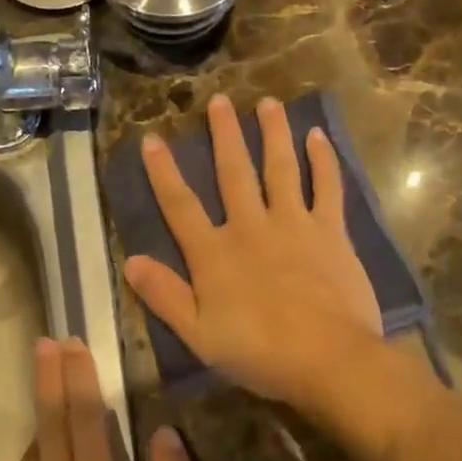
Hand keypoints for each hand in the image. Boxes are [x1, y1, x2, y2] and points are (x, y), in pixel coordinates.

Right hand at [122, 95, 382, 410]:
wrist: (328, 360)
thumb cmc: (259, 353)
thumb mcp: (198, 335)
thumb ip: (165, 296)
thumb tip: (131, 261)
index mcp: (215, 254)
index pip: (180, 205)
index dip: (163, 172)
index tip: (152, 139)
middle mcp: (251, 227)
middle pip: (233, 173)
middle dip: (224, 135)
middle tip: (219, 100)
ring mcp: (294, 225)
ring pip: (280, 169)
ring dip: (273, 134)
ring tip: (268, 103)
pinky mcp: (331, 232)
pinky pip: (327, 188)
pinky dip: (323, 161)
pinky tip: (319, 136)